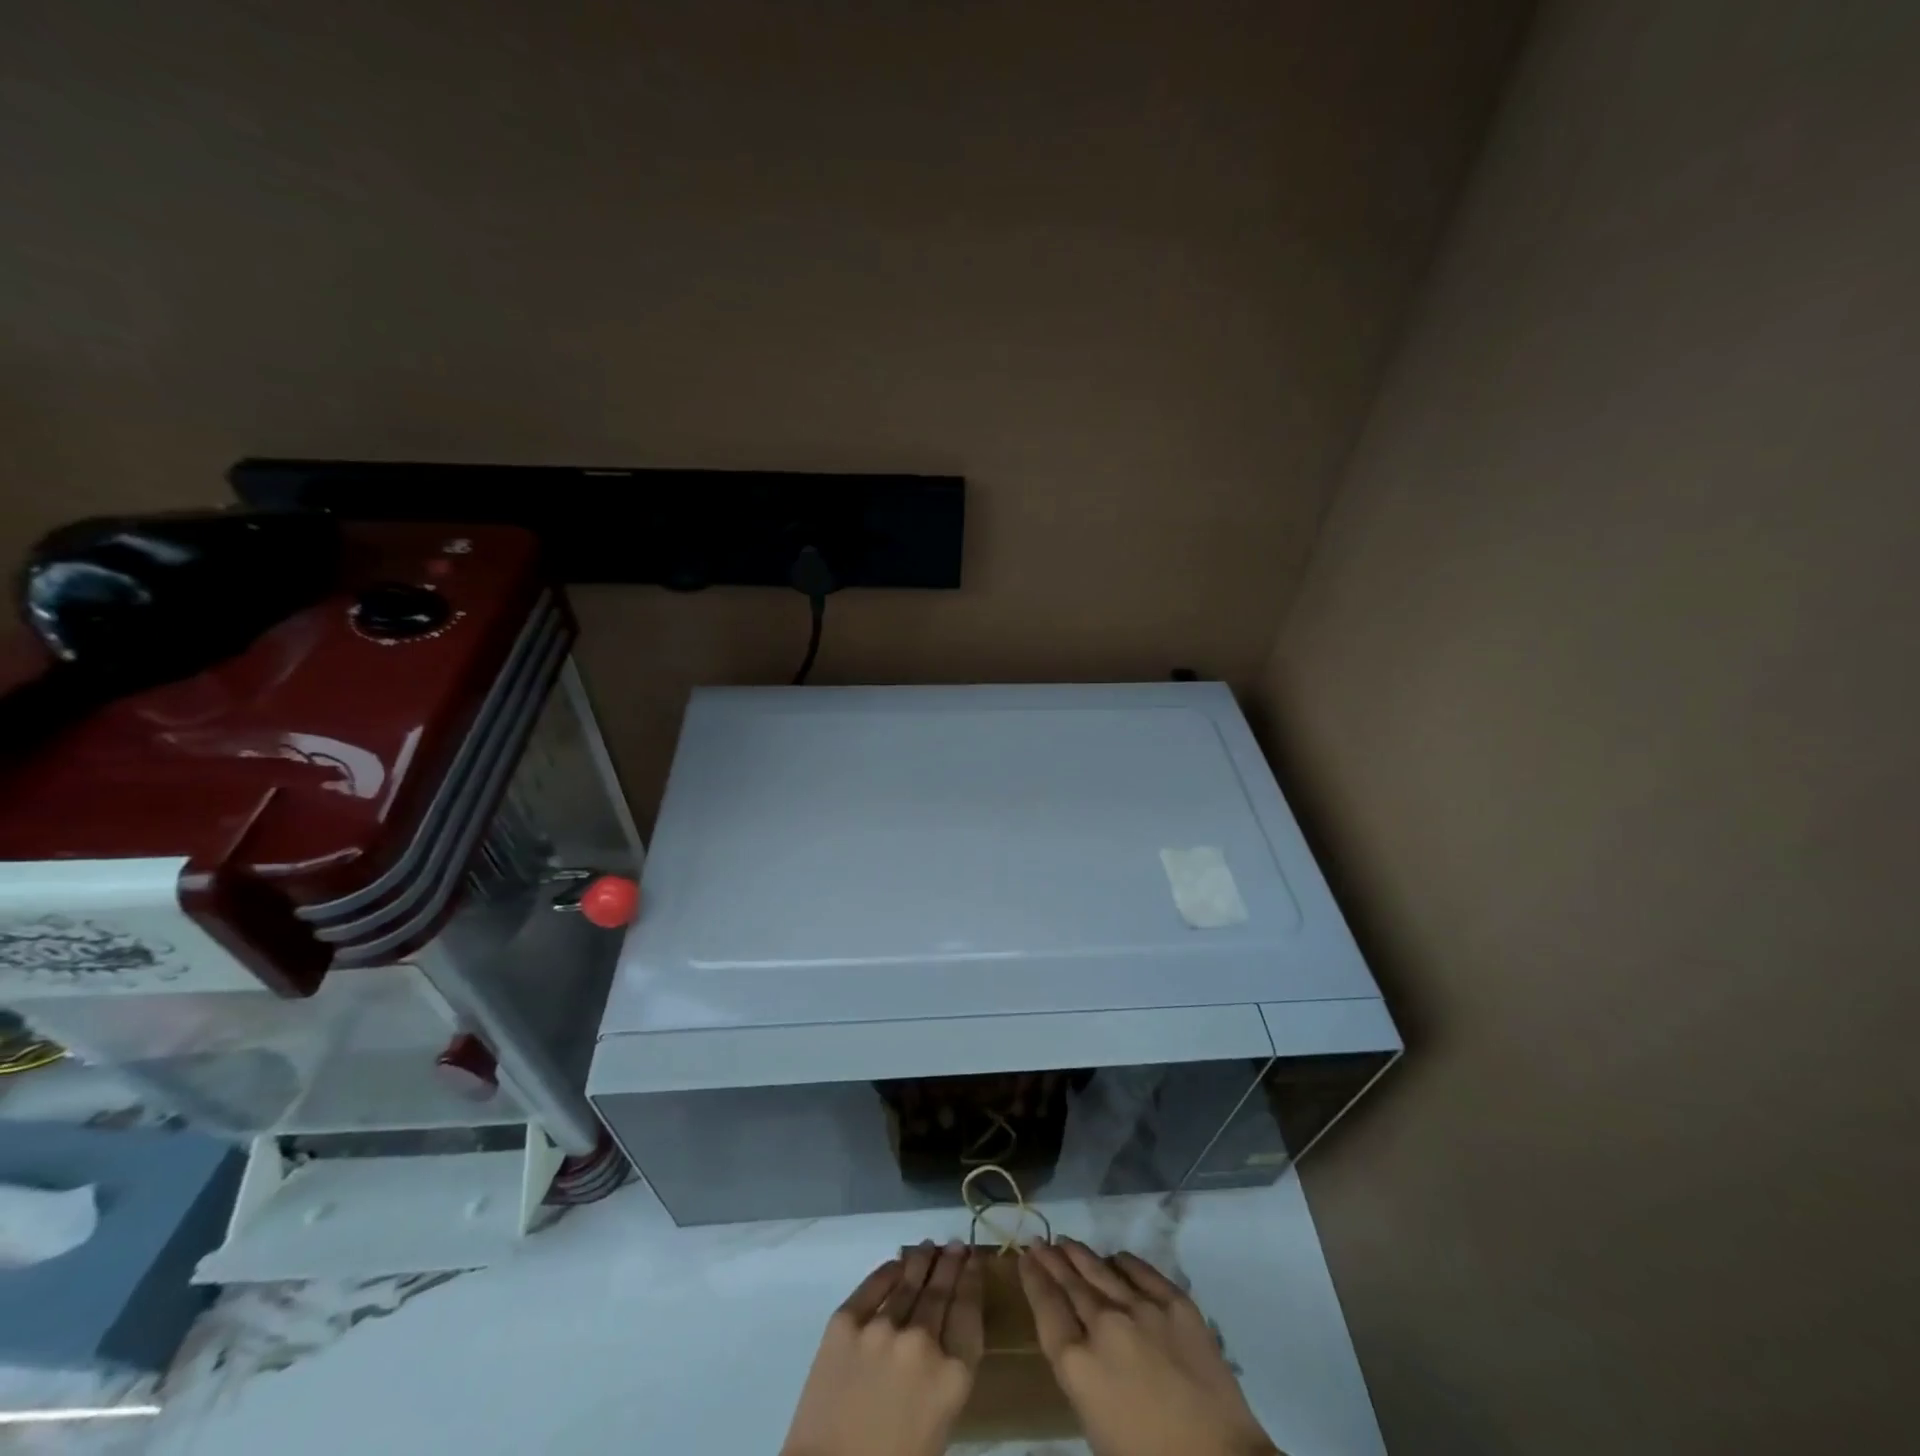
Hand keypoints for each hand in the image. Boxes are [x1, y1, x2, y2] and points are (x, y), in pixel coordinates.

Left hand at [782, 1240, 983, 1455]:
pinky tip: (897, 1262)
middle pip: (941, 1291)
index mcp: (952, 1375)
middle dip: (950, 1264)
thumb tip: (945, 1331)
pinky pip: (872, 1285)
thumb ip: (947, 1373)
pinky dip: (888, 1270)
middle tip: (956, 1244)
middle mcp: (922, 1342)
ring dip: (922, 1261)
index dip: (972, 1280)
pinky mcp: (846, 1322)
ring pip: (909, 1282)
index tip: (974, 1260)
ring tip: (929, 1247)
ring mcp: (882, 1328)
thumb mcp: (939, 1422)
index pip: (969, 1311)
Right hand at [1019, 1238, 1279, 1455]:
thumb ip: (1083, 1377)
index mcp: (1078, 1365)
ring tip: (1067, 1242)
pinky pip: (1141, 1271)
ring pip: (1101, 1270)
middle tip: (1040, 1242)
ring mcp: (1140, 1308)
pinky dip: (1123, 1262)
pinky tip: (1116, 1258)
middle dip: (1052, 1260)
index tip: (1025, 1258)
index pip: (1046, 1308)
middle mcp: (1103, 1326)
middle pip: (1070, 1283)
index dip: (1033, 1279)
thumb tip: (1081, 1346)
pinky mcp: (1175, 1302)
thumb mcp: (1097, 1427)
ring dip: (1080, 1255)